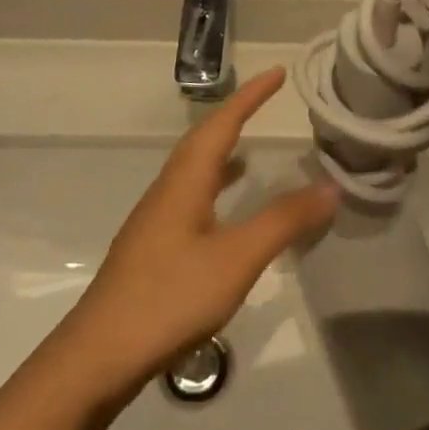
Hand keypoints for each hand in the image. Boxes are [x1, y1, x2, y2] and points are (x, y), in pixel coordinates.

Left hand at [58, 69, 337, 402]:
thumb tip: (330, 186)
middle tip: (266, 101)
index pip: (222, 122)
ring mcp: (156, 220)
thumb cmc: (170, 296)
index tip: (277, 72)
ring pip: (194, 170)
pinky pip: (190, 197)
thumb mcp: (237, 258)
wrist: (98, 356)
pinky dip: (215, 188)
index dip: (250, 95)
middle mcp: (168, 189)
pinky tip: (225, 213)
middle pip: (203, 139)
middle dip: (236, 115)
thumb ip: (284, 221)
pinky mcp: (153, 249)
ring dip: (223, 151)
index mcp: (185, 180)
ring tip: (251, 152)